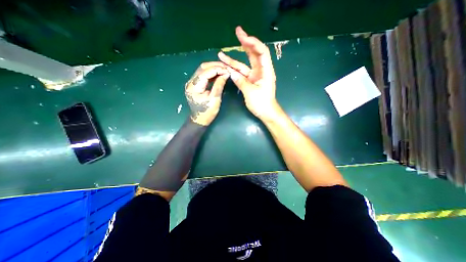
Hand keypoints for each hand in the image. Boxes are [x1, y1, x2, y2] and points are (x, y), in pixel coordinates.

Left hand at [185, 62, 229, 125]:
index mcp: (194, 87)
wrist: (199, 120)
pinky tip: (219, 74)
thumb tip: (226, 74)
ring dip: (214, 68)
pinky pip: (203, 75)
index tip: (228, 70)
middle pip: (203, 68)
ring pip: (203, 70)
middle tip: (227, 67)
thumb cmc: (207, 112)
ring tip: (224, 69)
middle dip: (215, 66)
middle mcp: (191, 82)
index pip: (206, 72)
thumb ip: (219, 85)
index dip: (218, 69)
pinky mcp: (195, 84)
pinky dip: (211, 73)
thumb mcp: (215, 99)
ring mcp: (192, 83)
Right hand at [220, 26, 279, 121]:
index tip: (242, 37)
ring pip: (245, 64)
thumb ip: (241, 81)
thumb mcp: (251, 92)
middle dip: (246, 43)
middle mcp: (261, 71)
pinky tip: (226, 67)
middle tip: (237, 32)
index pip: (261, 51)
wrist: (266, 113)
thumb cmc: (262, 104)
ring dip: (234, 59)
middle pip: (254, 54)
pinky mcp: (251, 81)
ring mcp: (255, 76)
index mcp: (266, 71)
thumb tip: (231, 73)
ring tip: (222, 53)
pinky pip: (242, 74)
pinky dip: (235, 70)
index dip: (253, 42)